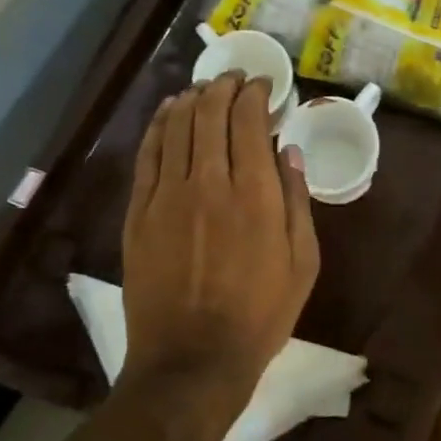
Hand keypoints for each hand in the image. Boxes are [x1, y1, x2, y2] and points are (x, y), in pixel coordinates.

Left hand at [120, 73, 319, 421]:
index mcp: (255, 194)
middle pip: (210, 114)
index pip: (249, 121)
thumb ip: (297, 201)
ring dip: (191, 99)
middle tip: (235, 79)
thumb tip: (288, 151)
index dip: (255, 94)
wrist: (192, 361)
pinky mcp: (138, 214)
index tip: (264, 86)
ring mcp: (166, 197)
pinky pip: (147, 155)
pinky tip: (167, 112)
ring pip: (175, 126)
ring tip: (204, 89)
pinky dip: (158, 125)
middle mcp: (209, 183)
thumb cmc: (260, 314)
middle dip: (224, 87)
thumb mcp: (302, 262)